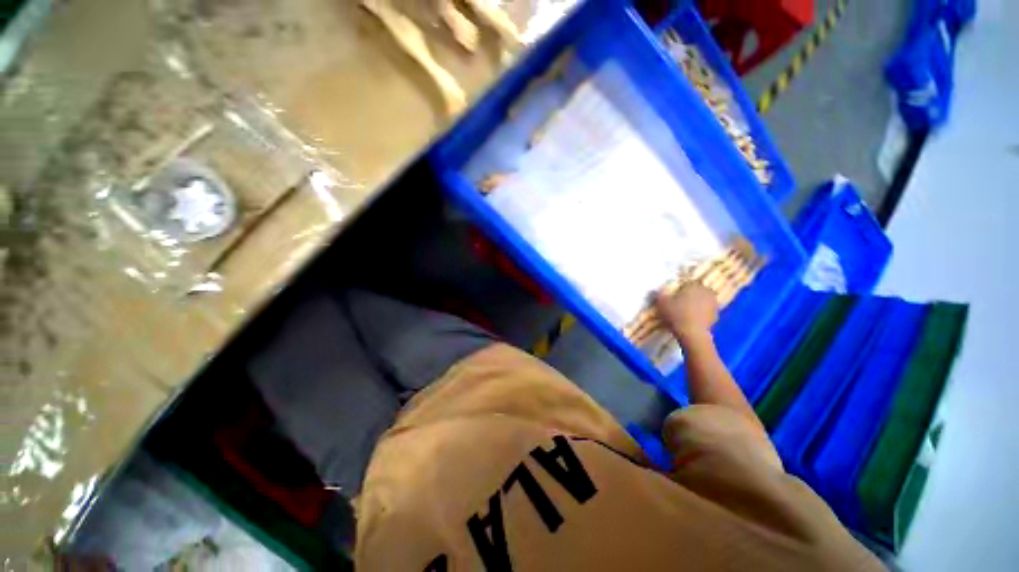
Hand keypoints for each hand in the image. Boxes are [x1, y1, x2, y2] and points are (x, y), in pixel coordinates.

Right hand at [655, 282, 718, 344]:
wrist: (692, 334)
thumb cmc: (676, 314)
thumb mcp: (661, 302)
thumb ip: (659, 293)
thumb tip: (655, 289)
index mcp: (694, 285)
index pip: (686, 282)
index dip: (679, 287)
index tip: (672, 293)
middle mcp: (706, 291)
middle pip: (696, 290)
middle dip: (689, 294)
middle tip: (679, 301)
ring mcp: (713, 304)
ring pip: (702, 300)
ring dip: (695, 303)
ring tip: (685, 311)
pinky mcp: (716, 316)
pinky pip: (705, 311)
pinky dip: (700, 313)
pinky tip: (691, 319)